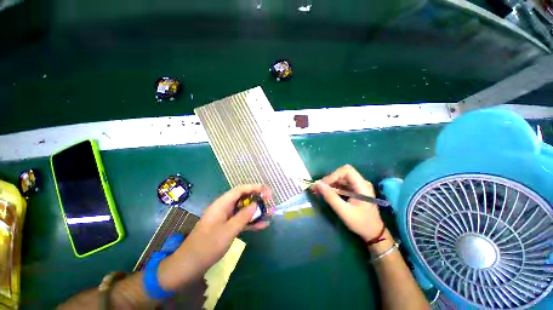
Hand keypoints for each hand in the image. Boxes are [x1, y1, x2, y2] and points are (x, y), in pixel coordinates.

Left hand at [158, 185, 271, 289]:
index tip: (266, 192)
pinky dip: (251, 222)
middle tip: (270, 202)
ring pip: (244, 210)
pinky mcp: (228, 227)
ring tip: (270, 213)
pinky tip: (262, 225)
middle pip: (243, 198)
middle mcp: (225, 208)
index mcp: (222, 204)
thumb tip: (256, 205)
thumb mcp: (227, 231)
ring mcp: (226, 218)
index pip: (240, 190)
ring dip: (256, 211)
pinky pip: (242, 221)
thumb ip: (243, 216)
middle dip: (257, 199)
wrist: (189, 266)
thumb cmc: (206, 246)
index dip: (254, 188)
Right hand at [313, 165, 383, 241]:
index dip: (333, 175)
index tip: (323, 185)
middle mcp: (361, 182)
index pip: (347, 171)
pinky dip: (332, 188)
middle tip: (317, 188)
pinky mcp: (354, 190)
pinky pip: (341, 185)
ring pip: (340, 178)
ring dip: (329, 184)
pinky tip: (325, 193)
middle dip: (329, 179)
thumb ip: (331, 197)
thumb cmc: (361, 223)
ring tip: (317, 190)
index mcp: (362, 186)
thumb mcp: (344, 211)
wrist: (374, 233)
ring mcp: (357, 186)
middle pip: (342, 174)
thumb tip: (317, 184)